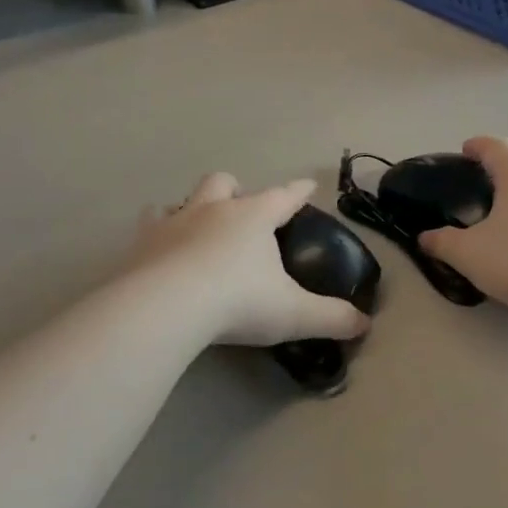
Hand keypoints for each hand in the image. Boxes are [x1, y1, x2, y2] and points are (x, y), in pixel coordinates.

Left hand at [127, 173, 371, 345]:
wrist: (167, 306)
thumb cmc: (238, 301)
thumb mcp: (294, 314)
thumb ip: (331, 318)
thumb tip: (364, 324)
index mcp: (254, 217)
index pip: (285, 196)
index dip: (299, 191)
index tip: (308, 185)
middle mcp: (214, 209)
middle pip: (225, 182)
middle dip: (236, 190)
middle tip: (241, 212)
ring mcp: (174, 222)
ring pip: (184, 198)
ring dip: (192, 207)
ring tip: (197, 226)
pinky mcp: (142, 243)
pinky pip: (148, 226)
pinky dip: (156, 233)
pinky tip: (157, 248)